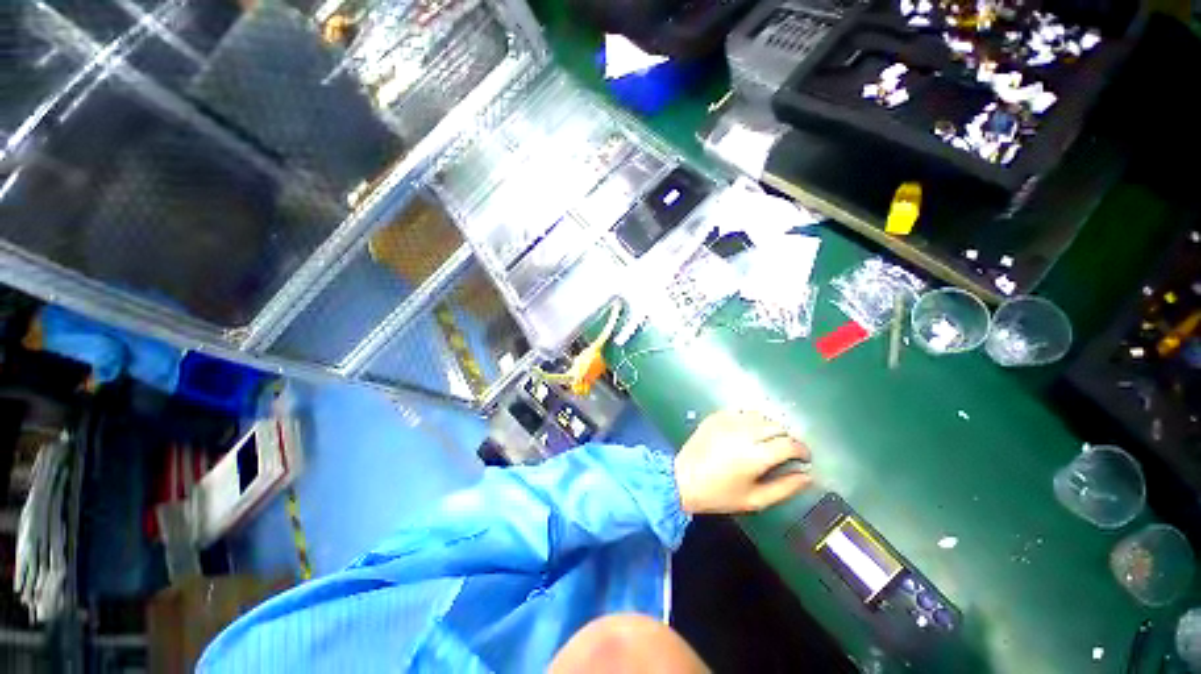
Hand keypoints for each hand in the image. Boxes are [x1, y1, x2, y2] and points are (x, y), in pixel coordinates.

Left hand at [674, 409, 811, 513]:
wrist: (682, 479)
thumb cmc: (719, 495)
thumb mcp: (755, 500)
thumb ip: (785, 488)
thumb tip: (808, 475)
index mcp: (755, 455)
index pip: (789, 444)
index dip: (802, 450)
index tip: (804, 458)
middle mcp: (744, 432)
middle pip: (776, 426)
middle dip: (786, 438)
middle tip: (784, 452)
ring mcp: (727, 421)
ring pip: (760, 416)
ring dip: (769, 427)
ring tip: (766, 441)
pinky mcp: (715, 416)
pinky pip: (740, 412)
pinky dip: (749, 420)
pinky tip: (746, 432)